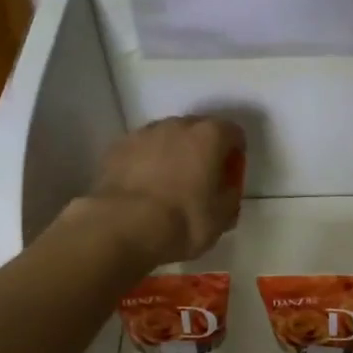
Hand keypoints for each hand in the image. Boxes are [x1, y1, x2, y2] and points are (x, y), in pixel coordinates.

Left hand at [80, 115, 245, 268]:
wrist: (123, 227)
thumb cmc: (183, 221)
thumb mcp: (222, 217)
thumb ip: (230, 194)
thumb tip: (225, 189)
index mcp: (210, 136)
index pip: (233, 133)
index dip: (235, 154)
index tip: (229, 176)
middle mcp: (177, 125)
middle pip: (198, 130)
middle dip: (202, 150)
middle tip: (200, 181)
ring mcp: (144, 133)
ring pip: (167, 138)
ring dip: (172, 154)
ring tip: (168, 185)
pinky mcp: (117, 148)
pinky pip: (141, 151)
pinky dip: (146, 163)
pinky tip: (144, 189)